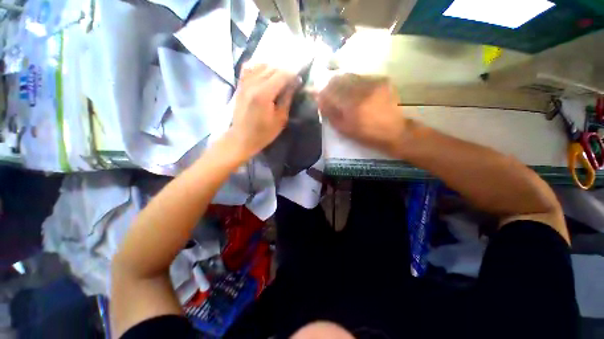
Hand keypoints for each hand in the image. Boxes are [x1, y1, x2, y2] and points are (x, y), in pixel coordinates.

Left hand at [229, 64, 299, 159]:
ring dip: (273, 69)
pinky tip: (264, 74)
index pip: (281, 75)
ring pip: (261, 65)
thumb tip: (294, 83)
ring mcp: (244, 83)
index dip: (292, 74)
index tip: (299, 79)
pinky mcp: (240, 85)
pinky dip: (259, 68)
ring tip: (279, 78)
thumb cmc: (264, 133)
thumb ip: (287, 99)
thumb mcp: (280, 119)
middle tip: (291, 80)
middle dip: (284, 71)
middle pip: (272, 68)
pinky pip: (249, 68)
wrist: (242, 138)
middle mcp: (253, 84)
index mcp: (264, 94)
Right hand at [317, 74, 405, 153]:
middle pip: (339, 79)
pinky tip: (355, 90)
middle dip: (330, 84)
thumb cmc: (367, 134)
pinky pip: (362, 77)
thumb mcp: (345, 129)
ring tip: (341, 90)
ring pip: (350, 75)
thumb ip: (331, 114)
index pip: (330, 91)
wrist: (394, 131)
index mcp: (352, 106)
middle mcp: (362, 90)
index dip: (322, 92)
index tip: (318, 95)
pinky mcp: (382, 81)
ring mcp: (373, 83)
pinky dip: (354, 82)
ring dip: (341, 81)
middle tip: (328, 91)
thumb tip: (321, 102)